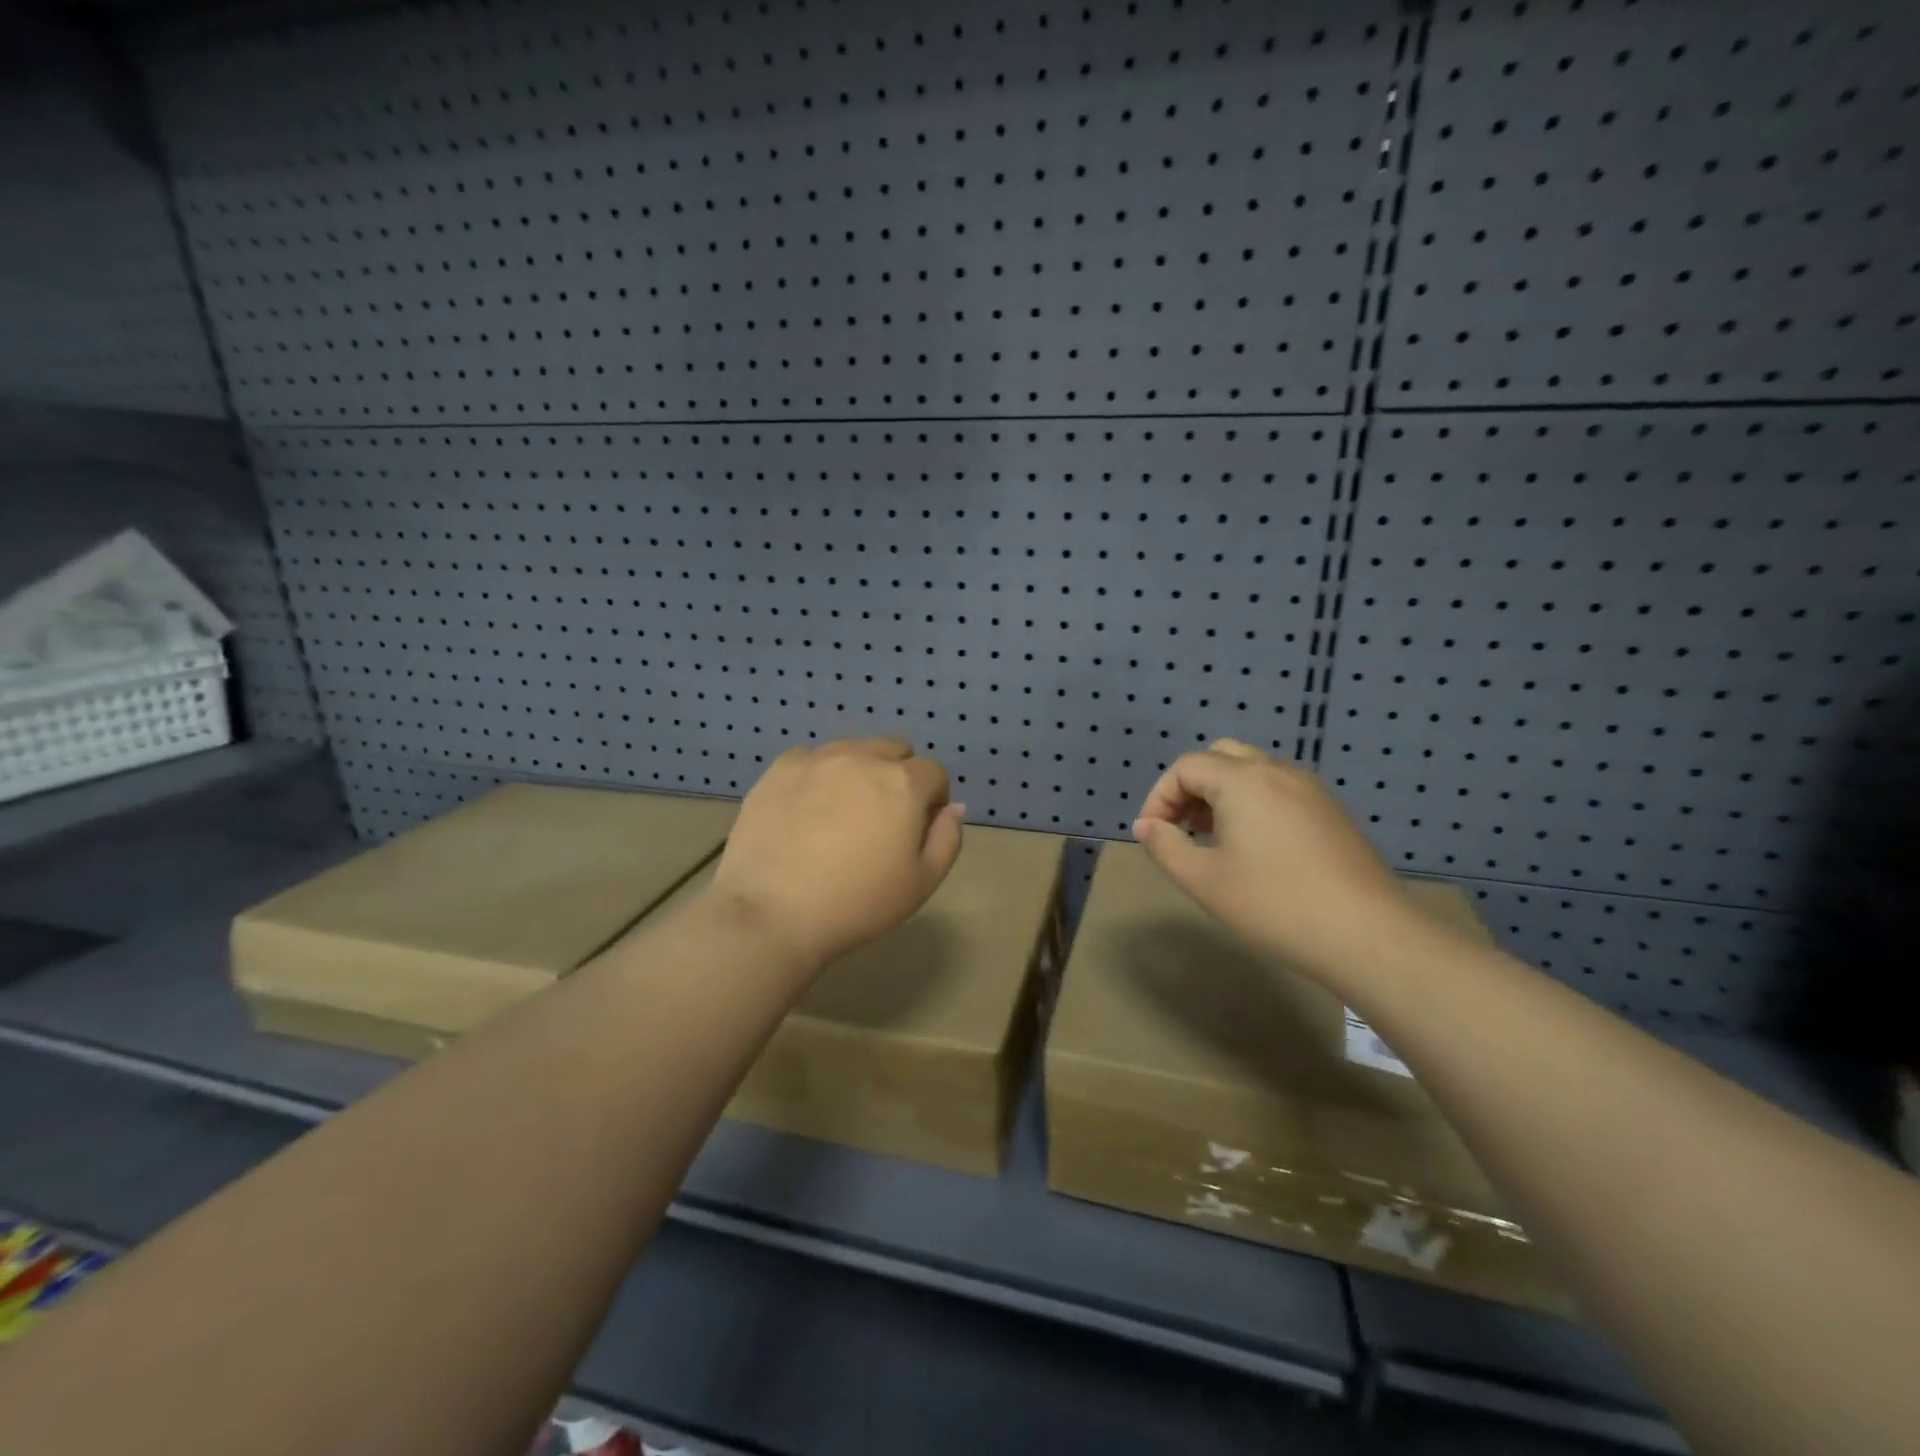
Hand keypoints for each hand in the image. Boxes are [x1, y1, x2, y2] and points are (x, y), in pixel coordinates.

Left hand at [708, 738, 964, 969]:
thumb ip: (947, 838)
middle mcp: (862, 758)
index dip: (933, 799)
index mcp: (902, 783)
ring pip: (852, 749)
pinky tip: (806, 808)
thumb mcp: (922, 882)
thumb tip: (952, 807)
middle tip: (882, 818)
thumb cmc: (857, 903)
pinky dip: (818, 774)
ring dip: (859, 770)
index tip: (918, 830)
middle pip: (895, 749)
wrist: (773, 913)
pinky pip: (810, 757)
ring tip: (842, 812)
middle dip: (899, 775)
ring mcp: (817, 759)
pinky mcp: (778, 769)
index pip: (934, 772)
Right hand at [1132, 739, 1426, 975]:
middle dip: (1191, 787)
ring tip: (1214, 839)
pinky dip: (1253, 802)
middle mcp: (1276, 771)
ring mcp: (1310, 789)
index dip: (1159, 797)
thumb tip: (1146, 826)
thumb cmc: (1274, 904)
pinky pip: (1279, 789)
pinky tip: (1256, 848)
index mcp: (1242, 780)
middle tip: (1182, 828)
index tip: (1153, 835)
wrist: (1367, 934)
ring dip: (1222, 794)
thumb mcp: (1204, 880)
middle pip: (1220, 757)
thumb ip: (1165, 847)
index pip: (1186, 767)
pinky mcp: (1331, 811)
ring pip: (1252, 771)